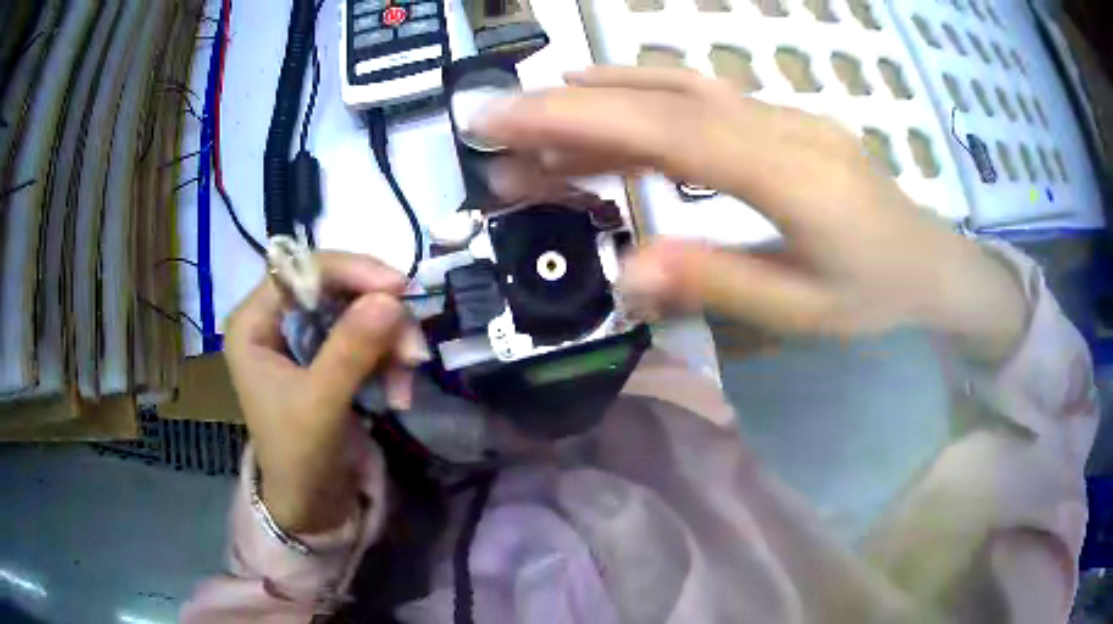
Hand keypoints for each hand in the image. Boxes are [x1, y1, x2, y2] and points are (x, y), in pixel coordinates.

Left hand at [224, 252, 411, 533]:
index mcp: (254, 323)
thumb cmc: (298, 457)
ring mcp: (303, 337)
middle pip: (336, 289)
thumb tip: (392, 298)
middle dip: (379, 317)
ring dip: (391, 342)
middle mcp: (276, 320)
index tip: (399, 288)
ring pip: (358, 312)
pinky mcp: (327, 356)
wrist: (311, 505)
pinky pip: (367, 338)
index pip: (302, 271)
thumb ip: (351, 349)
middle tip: (413, 349)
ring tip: (409, 378)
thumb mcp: (320, 404)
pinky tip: (400, 393)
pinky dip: (389, 360)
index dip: (351, 270)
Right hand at [476, 66, 1027, 361]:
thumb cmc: (877, 296)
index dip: (578, 120)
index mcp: (789, 177)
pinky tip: (613, 100)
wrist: (934, 265)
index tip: (505, 121)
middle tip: (497, 122)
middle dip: (569, 104)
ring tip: (538, 113)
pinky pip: (705, 96)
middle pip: (661, 99)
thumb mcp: (803, 310)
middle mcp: (779, 126)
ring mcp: (782, 114)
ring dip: (603, 93)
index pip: (665, 134)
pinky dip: (646, 95)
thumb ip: (717, 283)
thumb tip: (626, 271)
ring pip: (680, 87)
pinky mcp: (782, 118)